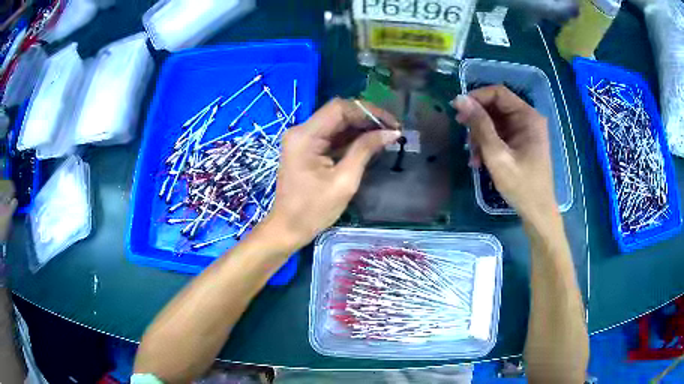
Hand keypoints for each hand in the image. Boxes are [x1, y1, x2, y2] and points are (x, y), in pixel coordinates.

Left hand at [261, 98, 400, 249]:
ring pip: (337, 123)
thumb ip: (365, 150)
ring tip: (386, 136)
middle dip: (367, 119)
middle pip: (338, 113)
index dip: (368, 111)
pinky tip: (370, 142)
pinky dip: (351, 137)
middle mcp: (301, 131)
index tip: (391, 123)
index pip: (340, 108)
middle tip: (393, 130)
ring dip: (361, 127)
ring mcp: (303, 139)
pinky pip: (332, 135)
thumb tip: (391, 133)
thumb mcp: (344, 181)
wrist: (288, 228)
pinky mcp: (307, 148)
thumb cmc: (314, 210)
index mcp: (305, 136)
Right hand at [452, 85, 556, 223]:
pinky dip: (487, 144)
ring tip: (473, 156)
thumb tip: (460, 99)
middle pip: (496, 107)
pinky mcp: (521, 142)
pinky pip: (499, 135)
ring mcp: (525, 131)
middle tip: (463, 134)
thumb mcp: (497, 155)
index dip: (476, 97)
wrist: (537, 212)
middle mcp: (528, 119)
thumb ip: (480, 125)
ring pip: (495, 121)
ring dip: (480, 135)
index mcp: (528, 117)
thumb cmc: (521, 185)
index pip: (498, 93)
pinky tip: (479, 161)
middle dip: (477, 120)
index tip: (458, 110)